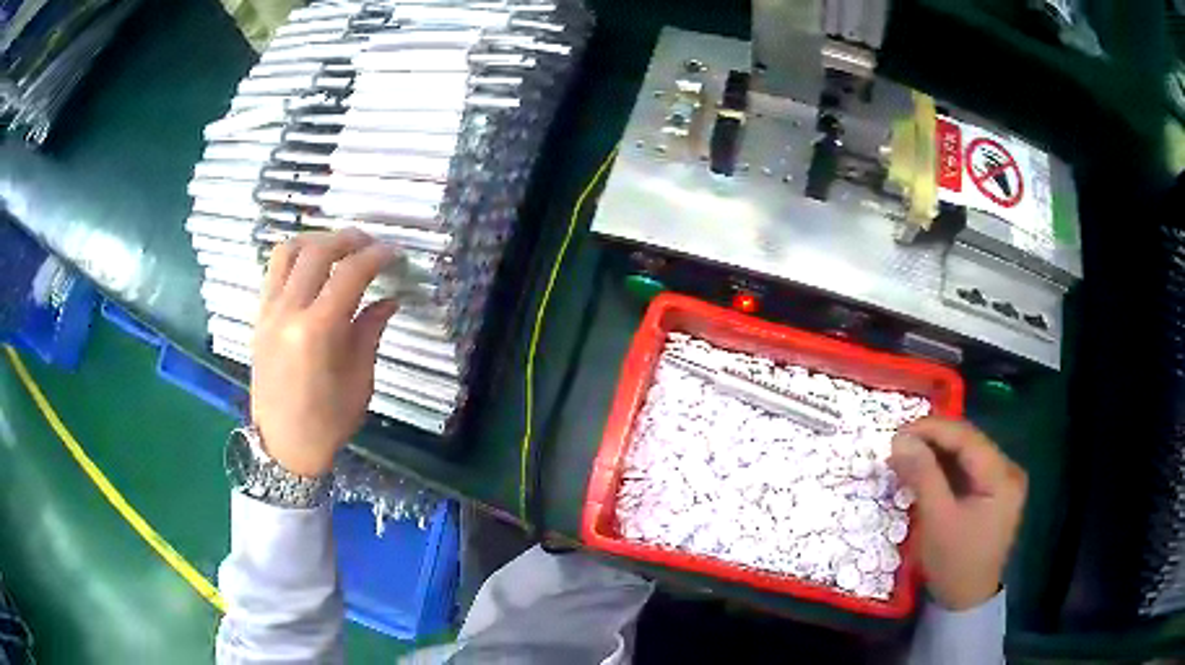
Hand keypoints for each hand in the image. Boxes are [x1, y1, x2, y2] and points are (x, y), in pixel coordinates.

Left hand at [250, 229, 399, 477]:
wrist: (282, 445)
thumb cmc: (327, 422)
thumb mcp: (359, 381)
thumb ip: (370, 332)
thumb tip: (388, 300)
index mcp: (317, 332)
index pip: (349, 274)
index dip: (376, 257)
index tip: (395, 254)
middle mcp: (288, 313)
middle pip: (318, 252)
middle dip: (348, 239)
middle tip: (371, 244)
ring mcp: (268, 312)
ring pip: (288, 251)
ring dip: (317, 240)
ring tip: (338, 247)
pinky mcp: (259, 316)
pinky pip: (274, 271)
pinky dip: (296, 256)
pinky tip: (313, 266)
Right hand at [889, 417, 1026, 610]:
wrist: (965, 601)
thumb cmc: (954, 563)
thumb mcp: (937, 520)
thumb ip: (922, 475)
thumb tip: (899, 438)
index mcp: (1002, 476)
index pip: (967, 438)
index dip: (933, 429)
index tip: (897, 431)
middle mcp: (1008, 471)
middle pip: (968, 443)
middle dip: (933, 441)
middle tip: (898, 445)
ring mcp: (1002, 481)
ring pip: (966, 455)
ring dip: (936, 454)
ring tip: (906, 456)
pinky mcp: (993, 492)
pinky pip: (967, 470)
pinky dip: (944, 469)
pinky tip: (924, 471)